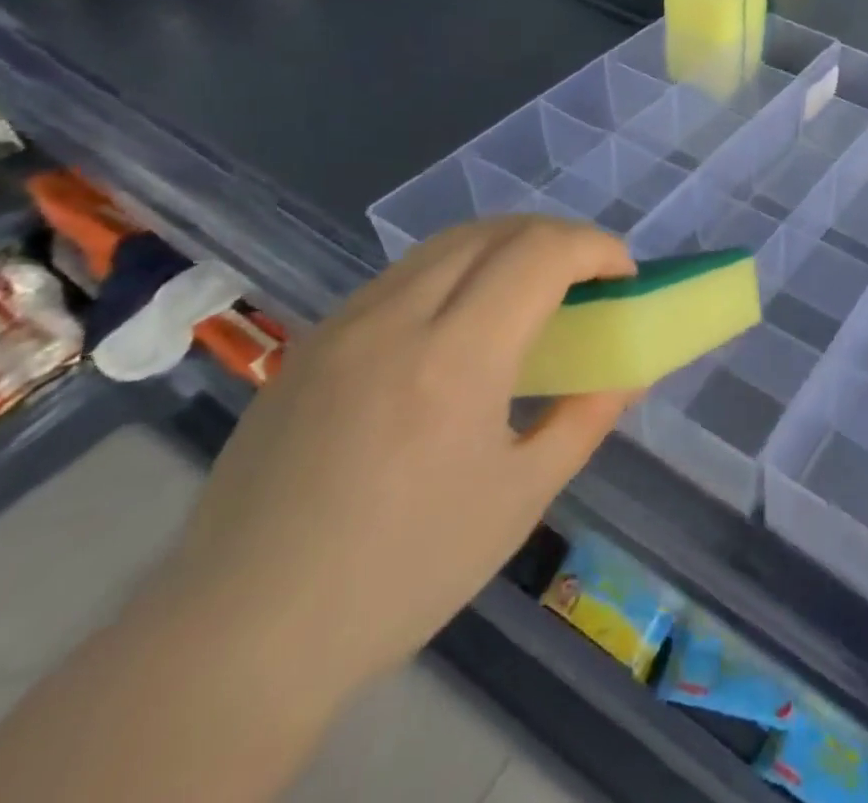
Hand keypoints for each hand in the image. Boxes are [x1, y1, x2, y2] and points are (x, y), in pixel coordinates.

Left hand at [147, 216, 637, 702]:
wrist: (239, 637)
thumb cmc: (401, 574)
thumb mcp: (519, 499)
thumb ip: (585, 419)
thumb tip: (628, 374)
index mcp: (455, 359)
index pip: (542, 253)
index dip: (596, 248)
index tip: (623, 279)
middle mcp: (396, 319)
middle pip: (495, 230)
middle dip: (558, 238)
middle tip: (587, 280)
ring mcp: (343, 324)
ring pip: (444, 243)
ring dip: (505, 247)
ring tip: (530, 293)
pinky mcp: (312, 342)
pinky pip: (401, 275)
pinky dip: (455, 271)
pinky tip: (459, 324)